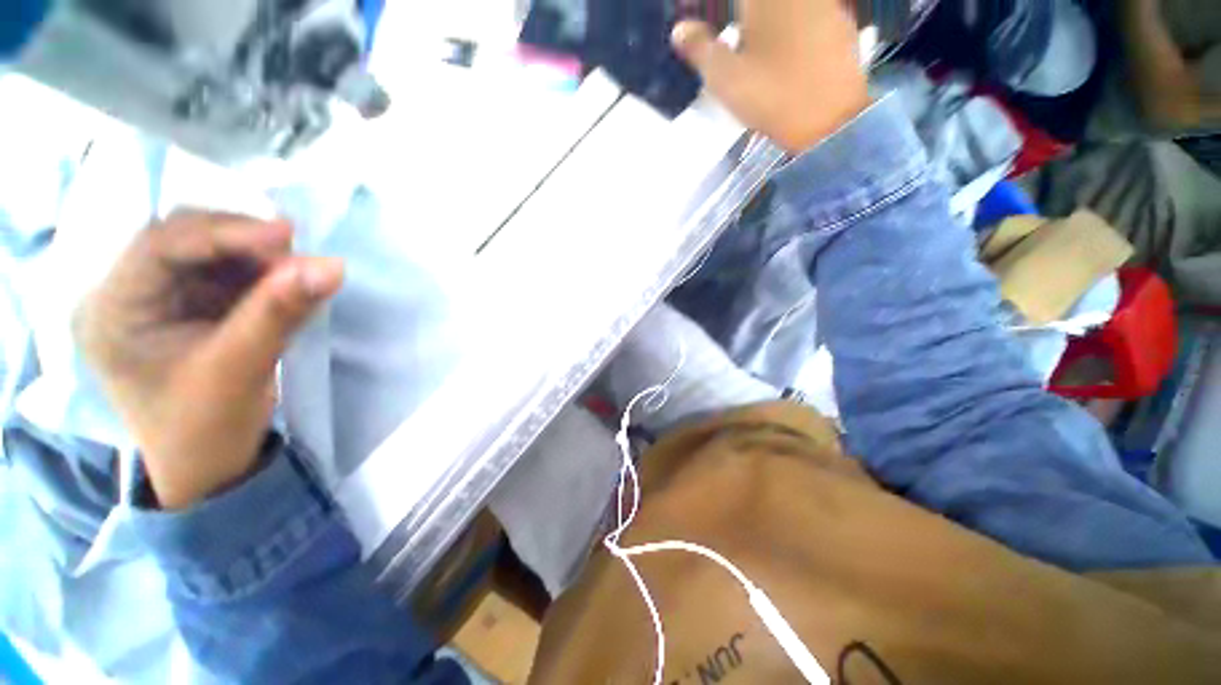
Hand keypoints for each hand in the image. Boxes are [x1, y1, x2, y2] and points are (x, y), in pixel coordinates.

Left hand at [74, 211, 343, 508]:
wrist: (210, 465)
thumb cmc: (207, 429)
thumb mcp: (240, 370)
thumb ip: (280, 313)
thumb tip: (332, 266)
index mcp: (111, 311)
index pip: (159, 246)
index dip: (224, 233)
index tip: (288, 236)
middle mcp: (126, 293)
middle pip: (183, 241)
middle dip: (242, 243)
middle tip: (297, 257)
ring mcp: (159, 298)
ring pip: (210, 253)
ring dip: (258, 258)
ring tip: (299, 273)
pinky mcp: (190, 305)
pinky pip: (228, 274)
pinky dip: (263, 274)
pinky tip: (288, 285)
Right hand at [672, 0, 869, 152]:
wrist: (831, 120)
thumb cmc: (772, 96)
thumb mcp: (725, 78)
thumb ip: (700, 49)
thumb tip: (679, 29)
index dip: (708, 6)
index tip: (694, 17)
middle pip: (754, 2)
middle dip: (733, 12)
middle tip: (720, 29)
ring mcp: (822, 1)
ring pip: (779, 5)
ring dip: (758, 15)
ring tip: (744, 37)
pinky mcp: (839, 19)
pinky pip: (805, 10)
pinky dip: (785, 20)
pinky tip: (778, 44)